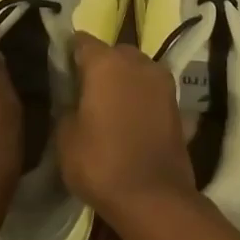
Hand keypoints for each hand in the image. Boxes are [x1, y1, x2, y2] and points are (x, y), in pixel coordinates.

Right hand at [57, 33, 196, 228]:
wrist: (154, 197)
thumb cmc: (101, 164)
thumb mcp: (65, 137)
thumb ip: (67, 107)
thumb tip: (74, 100)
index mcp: (106, 63)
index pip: (82, 41)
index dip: (70, 53)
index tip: (62, 70)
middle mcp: (137, 62)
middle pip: (113, 52)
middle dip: (100, 65)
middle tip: (85, 91)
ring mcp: (162, 80)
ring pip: (135, 68)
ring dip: (123, 79)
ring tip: (109, 106)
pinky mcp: (176, 102)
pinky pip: (150, 88)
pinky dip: (139, 96)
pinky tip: (129, 119)